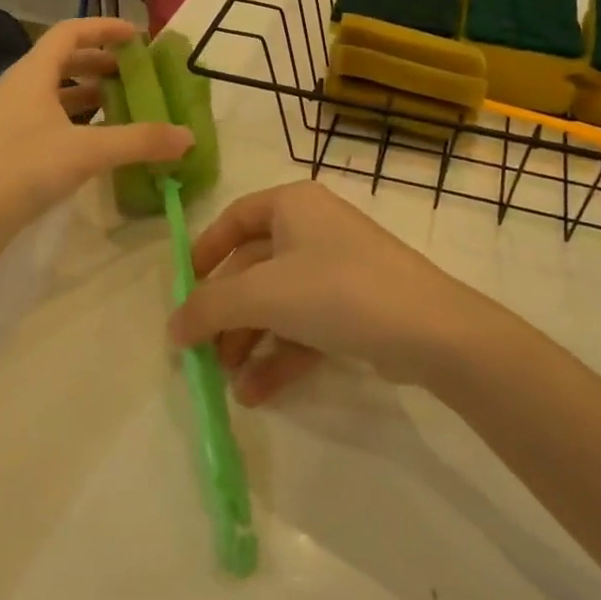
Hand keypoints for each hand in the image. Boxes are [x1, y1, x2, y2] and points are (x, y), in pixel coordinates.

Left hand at [0, 17, 191, 263]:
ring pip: (56, 93)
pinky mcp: (7, 148)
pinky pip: (49, 120)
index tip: (139, 37)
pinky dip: (77, 121)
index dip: (105, 28)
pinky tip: (97, 143)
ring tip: (124, 106)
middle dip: (102, 62)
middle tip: (136, 74)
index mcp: (32, 74)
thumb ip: (139, 141)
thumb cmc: (20, 170)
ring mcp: (9, 119)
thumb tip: (188, 137)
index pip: (71, 32)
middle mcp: (18, 88)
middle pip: (63, 60)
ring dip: (90, 94)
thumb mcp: (86, 152)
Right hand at [168, 181, 502, 405]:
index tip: (184, 288)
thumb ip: (209, 308)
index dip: (205, 251)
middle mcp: (314, 229)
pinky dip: (281, 355)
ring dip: (250, 341)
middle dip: (227, 314)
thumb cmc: (336, 290)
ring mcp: (337, 269)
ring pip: (278, 302)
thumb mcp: (263, 294)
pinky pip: (305, 325)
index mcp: (292, 206)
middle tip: (203, 352)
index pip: (235, 218)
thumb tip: (171, 327)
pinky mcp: (355, 307)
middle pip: (254, 269)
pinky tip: (257, 393)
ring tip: (230, 381)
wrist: (429, 329)